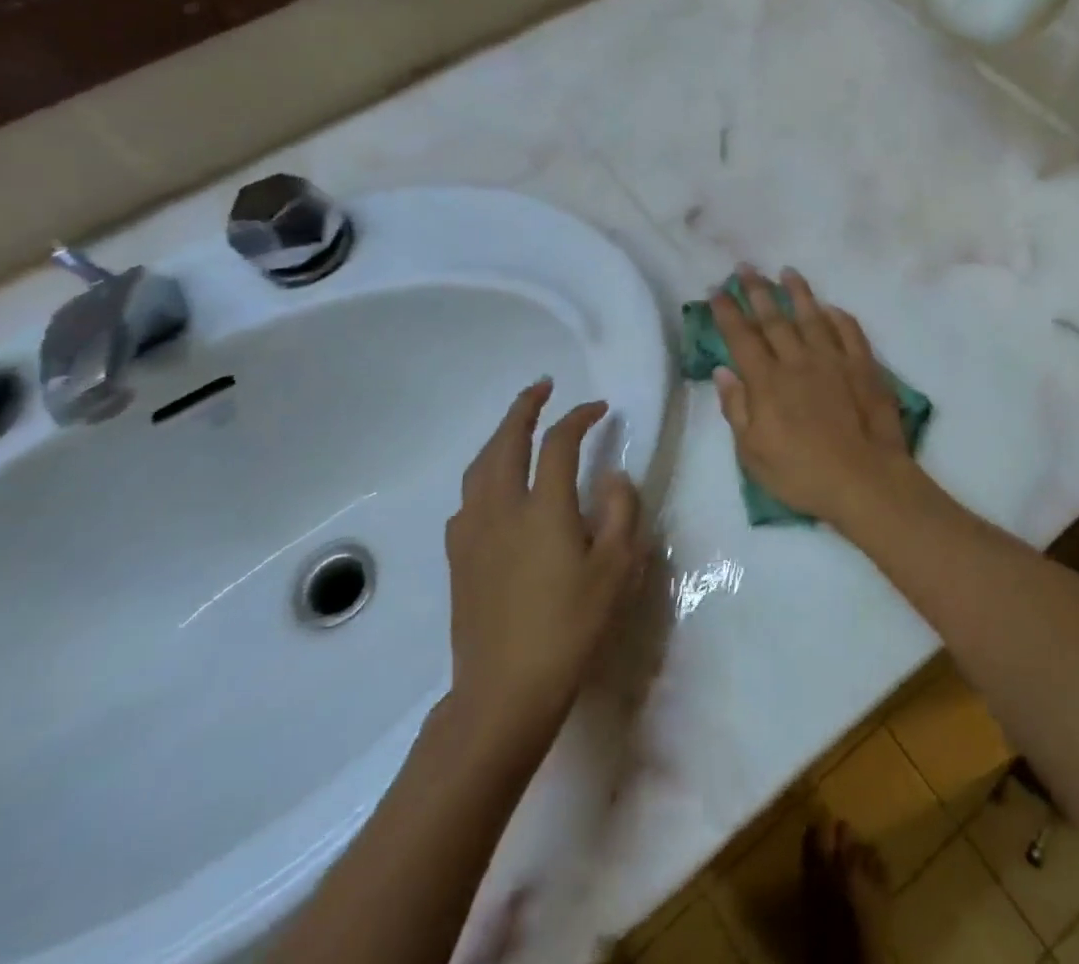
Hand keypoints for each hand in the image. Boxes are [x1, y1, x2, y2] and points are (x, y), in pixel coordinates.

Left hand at [443, 380, 645, 750]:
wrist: (504, 691)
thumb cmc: (570, 628)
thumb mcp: (616, 570)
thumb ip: (620, 512)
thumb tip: (613, 474)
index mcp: (543, 507)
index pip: (560, 443)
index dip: (579, 417)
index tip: (599, 408)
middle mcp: (501, 508)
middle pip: (506, 441)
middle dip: (524, 408)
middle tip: (542, 388)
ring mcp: (472, 532)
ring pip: (479, 466)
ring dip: (499, 436)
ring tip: (516, 427)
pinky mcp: (458, 558)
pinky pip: (467, 498)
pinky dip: (483, 474)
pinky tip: (494, 488)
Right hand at [709, 267, 933, 529]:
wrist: (865, 480)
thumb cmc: (802, 473)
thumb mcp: (753, 453)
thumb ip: (737, 409)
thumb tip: (723, 371)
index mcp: (767, 382)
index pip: (741, 337)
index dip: (727, 312)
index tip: (716, 290)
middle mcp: (798, 361)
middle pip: (774, 319)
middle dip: (757, 290)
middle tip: (745, 267)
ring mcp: (834, 360)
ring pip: (812, 317)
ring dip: (798, 292)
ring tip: (787, 271)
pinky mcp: (864, 367)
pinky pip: (850, 332)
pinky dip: (839, 317)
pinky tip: (831, 307)